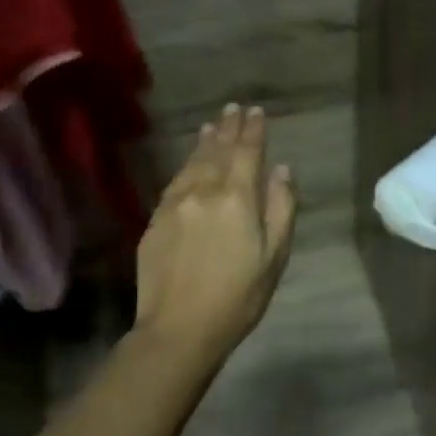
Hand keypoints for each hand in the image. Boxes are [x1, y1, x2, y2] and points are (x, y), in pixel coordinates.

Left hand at [133, 104, 297, 366]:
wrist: (179, 328)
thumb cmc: (238, 296)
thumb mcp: (274, 256)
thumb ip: (280, 207)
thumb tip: (281, 170)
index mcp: (236, 198)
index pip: (246, 152)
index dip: (252, 130)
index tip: (256, 111)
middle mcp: (203, 191)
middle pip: (217, 150)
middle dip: (227, 128)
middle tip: (233, 108)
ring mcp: (174, 204)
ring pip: (192, 163)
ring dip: (204, 142)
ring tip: (211, 125)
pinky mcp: (155, 220)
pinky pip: (174, 182)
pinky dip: (185, 165)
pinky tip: (189, 163)